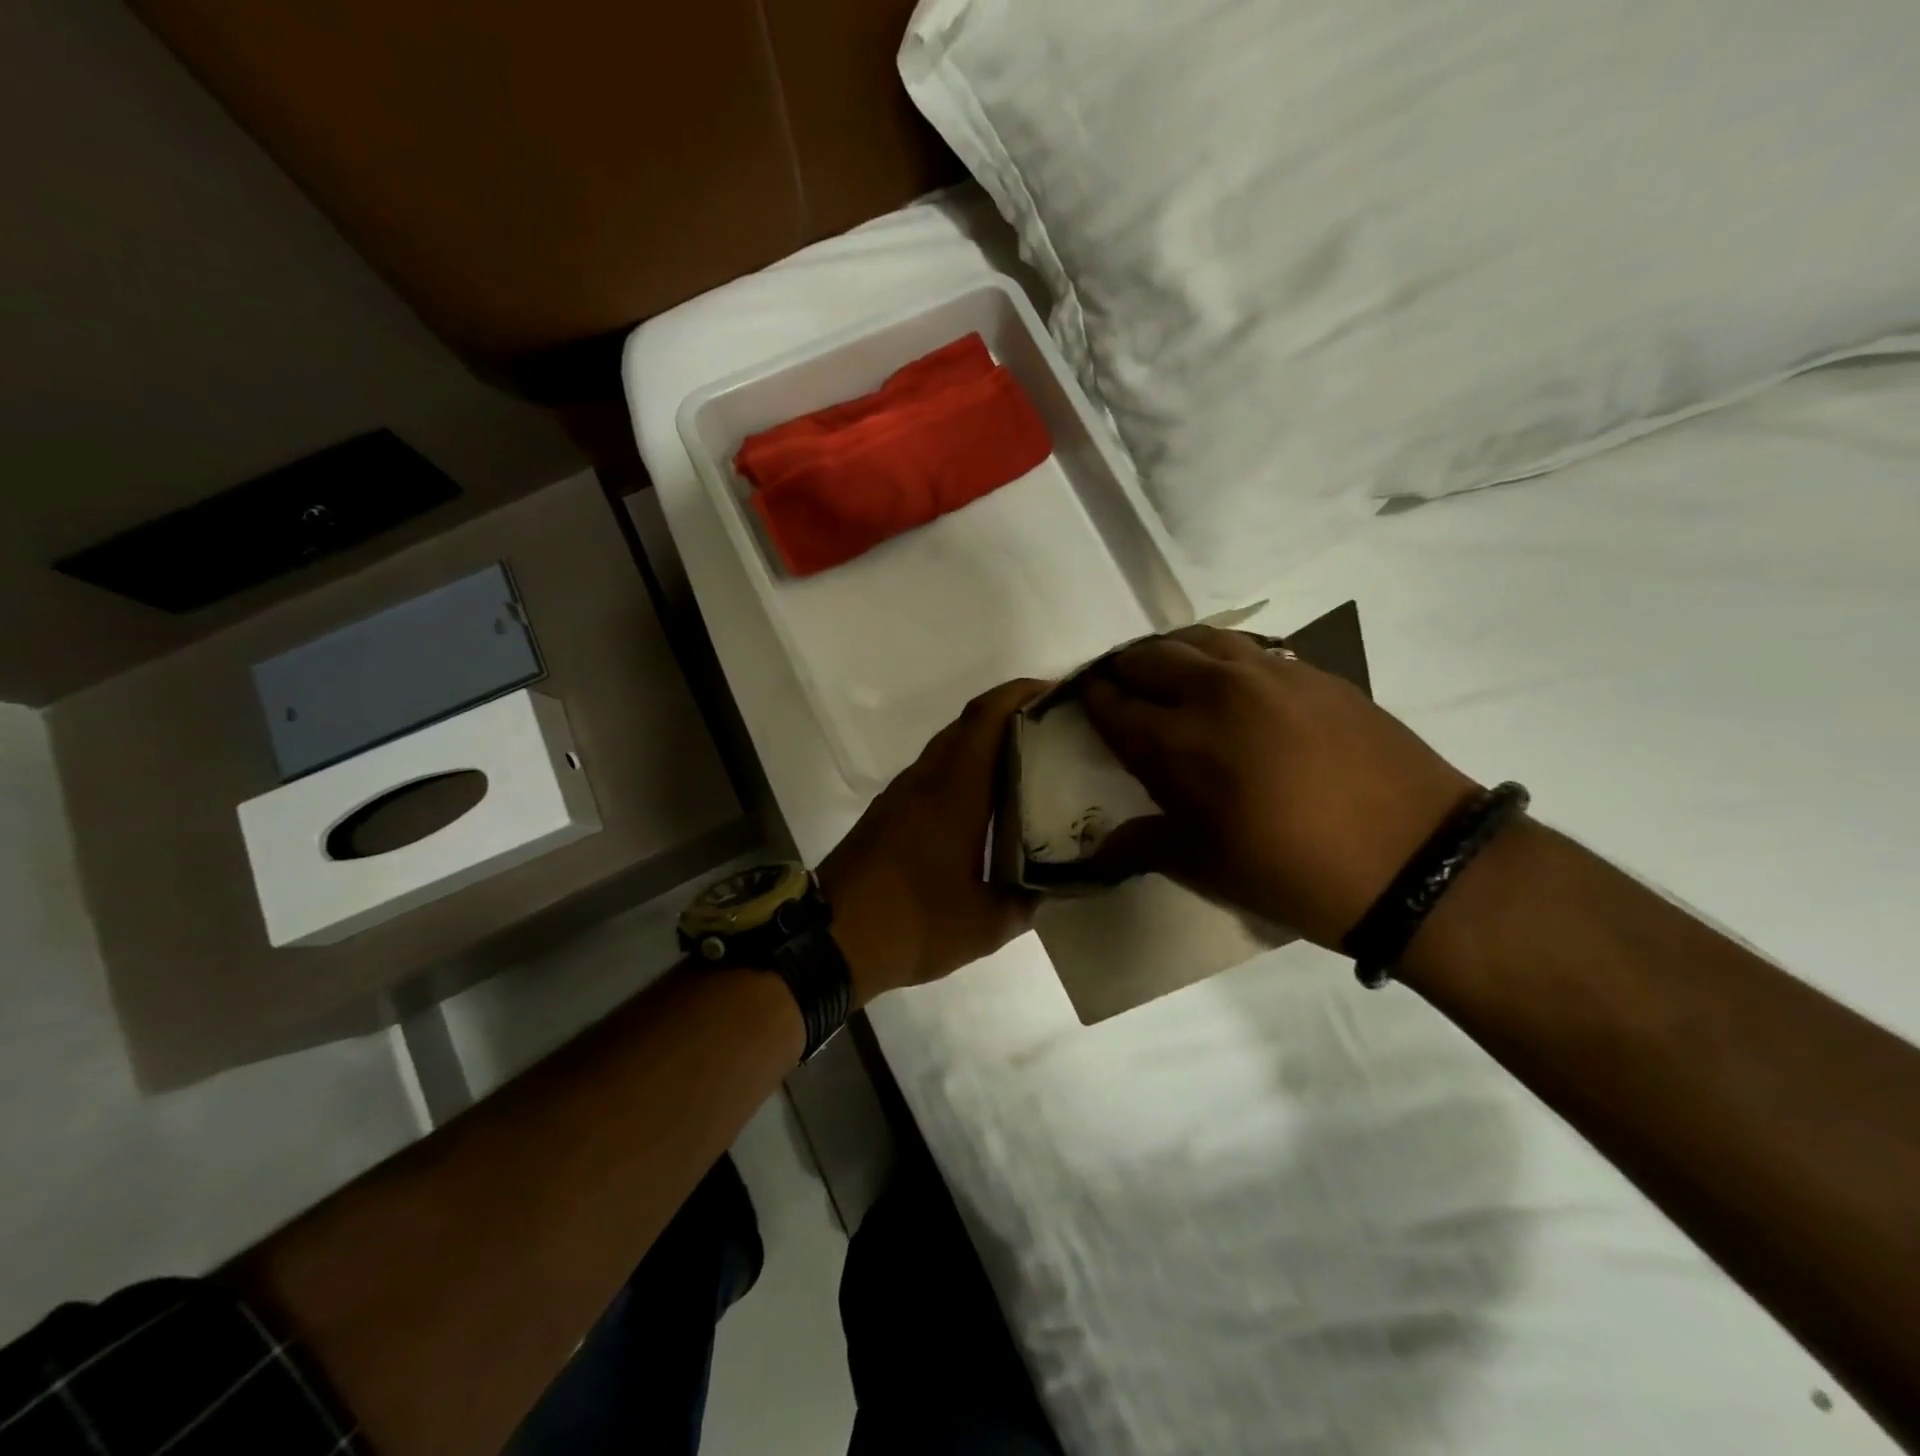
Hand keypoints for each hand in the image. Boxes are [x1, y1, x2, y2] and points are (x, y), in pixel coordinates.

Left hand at [818, 679, 1044, 1006]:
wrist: (829, 941)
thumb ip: (1026, 901)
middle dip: (1010, 713)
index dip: (1019, 693)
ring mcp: (901, 795)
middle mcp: (925, 780)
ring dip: (985, 742)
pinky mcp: (887, 813)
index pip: (986, 718)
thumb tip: (1052, 887)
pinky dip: (963, 770)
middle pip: (968, 724)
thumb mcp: (984, 925)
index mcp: (953, 792)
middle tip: (1054, 729)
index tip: (1055, 691)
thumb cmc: (911, 925)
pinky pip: (933, 773)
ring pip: (948, 748)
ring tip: (1029, 761)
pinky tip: (985, 803)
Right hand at [1081, 627, 1477, 947]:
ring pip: (1199, 639)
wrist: (1416, 861)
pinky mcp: (1312, 672)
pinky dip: (1220, 655)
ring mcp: (1268, 674)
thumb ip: (1145, 843)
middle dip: (1123, 669)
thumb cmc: (1294, 873)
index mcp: (1179, 742)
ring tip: (1166, 672)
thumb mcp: (1208, 866)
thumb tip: (1099, 851)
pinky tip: (1227, 678)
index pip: (1115, 705)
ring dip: (1170, 652)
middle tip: (1118, 686)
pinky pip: (1248, 647)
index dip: (1092, 700)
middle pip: (1149, 658)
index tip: (1083, 699)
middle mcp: (1215, 693)